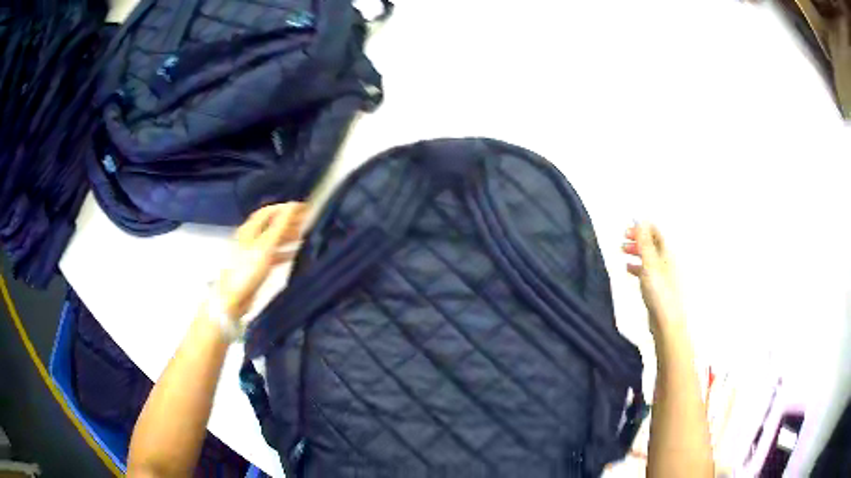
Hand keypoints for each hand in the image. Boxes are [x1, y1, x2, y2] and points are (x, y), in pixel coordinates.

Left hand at [214, 203, 307, 318]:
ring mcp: (251, 253)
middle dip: (288, 221)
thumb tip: (293, 206)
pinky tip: (294, 255)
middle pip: (270, 224)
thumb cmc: (248, 270)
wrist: (233, 299)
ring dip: (287, 236)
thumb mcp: (265, 246)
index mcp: (249, 230)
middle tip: (306, 222)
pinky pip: (272, 254)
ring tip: (304, 236)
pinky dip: (283, 251)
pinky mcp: (254, 267)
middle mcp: (249, 238)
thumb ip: (279, 226)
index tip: (304, 209)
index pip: (268, 212)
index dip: (285, 208)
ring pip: (272, 239)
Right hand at [623, 222, 684, 333]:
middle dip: (637, 238)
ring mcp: (662, 273)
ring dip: (635, 251)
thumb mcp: (650, 264)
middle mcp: (666, 260)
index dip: (642, 226)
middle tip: (623, 238)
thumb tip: (640, 221)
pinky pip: (646, 270)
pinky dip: (636, 266)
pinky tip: (629, 269)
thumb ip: (644, 242)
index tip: (629, 226)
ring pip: (647, 256)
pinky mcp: (656, 285)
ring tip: (623, 251)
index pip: (655, 232)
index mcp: (667, 252)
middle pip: (651, 243)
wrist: (666, 321)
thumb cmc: (660, 292)